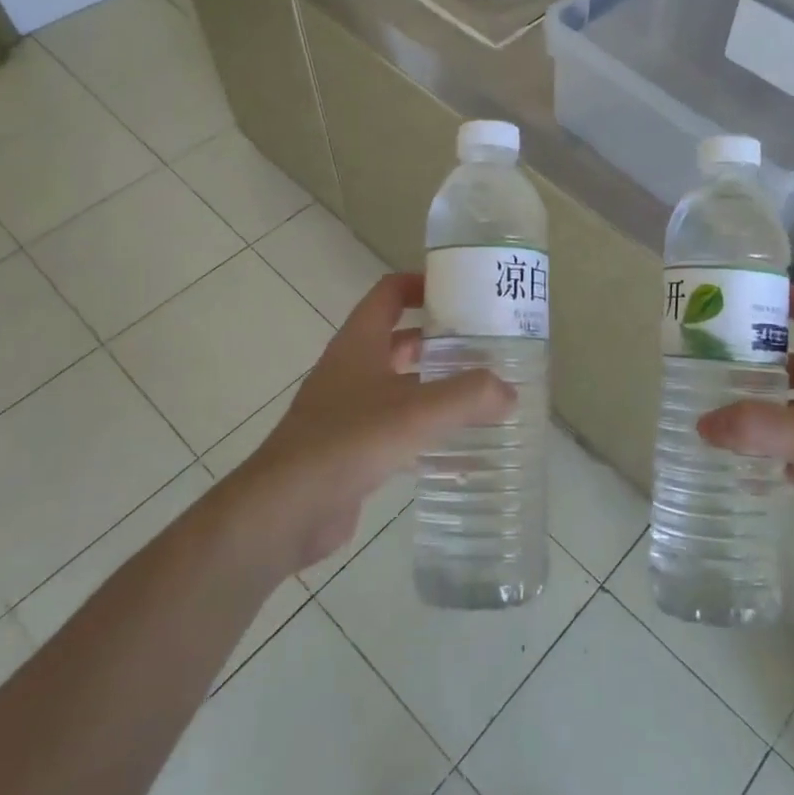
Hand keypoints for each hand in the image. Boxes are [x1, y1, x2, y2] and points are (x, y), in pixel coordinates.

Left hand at [236, 273, 513, 570]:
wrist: (284, 511)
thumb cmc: (348, 442)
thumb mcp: (415, 412)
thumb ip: (468, 396)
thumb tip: (509, 391)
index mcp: (359, 343)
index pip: (389, 293)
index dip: (422, 284)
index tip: (463, 290)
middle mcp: (352, 369)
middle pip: (400, 340)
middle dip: (441, 340)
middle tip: (487, 347)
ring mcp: (348, 410)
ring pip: (401, 386)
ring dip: (436, 386)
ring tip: (483, 394)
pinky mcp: (352, 449)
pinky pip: (397, 427)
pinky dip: (426, 429)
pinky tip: (458, 446)